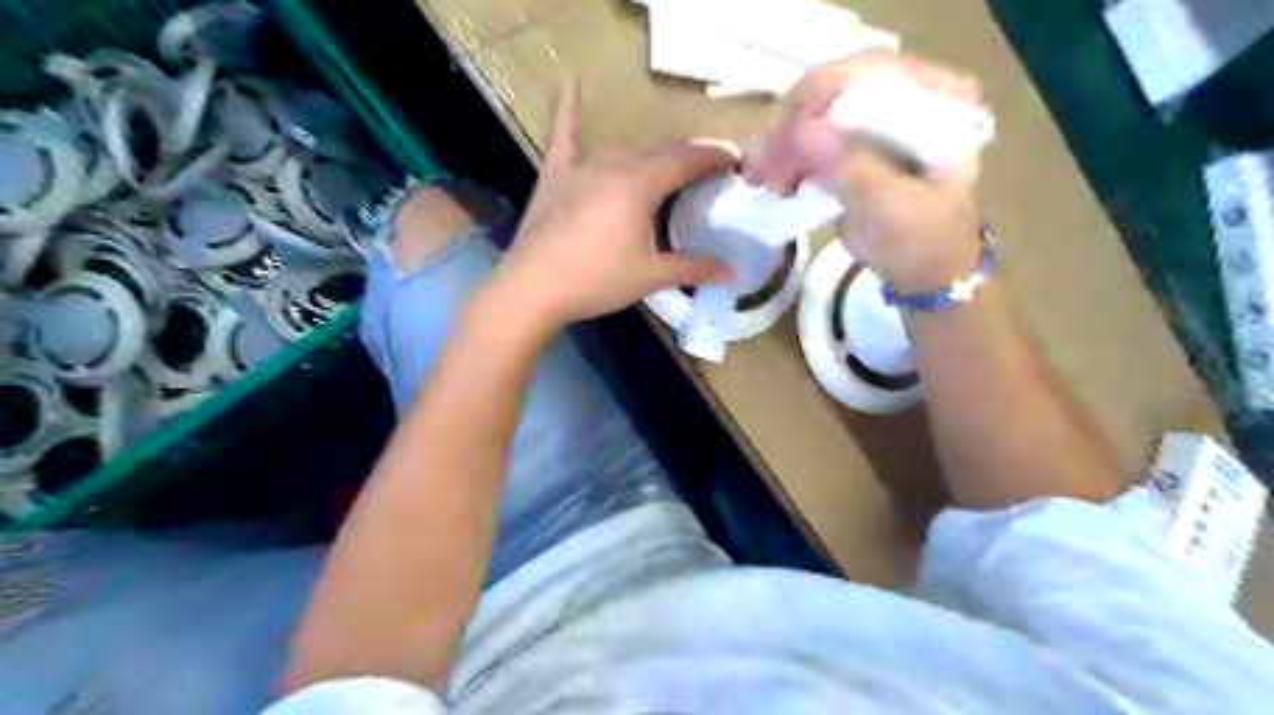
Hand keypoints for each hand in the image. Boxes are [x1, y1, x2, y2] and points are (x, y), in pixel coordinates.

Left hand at [493, 80, 742, 326]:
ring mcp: (581, 167)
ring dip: (648, 157)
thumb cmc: (597, 280)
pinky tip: (567, 81)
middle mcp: (614, 165)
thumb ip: (693, 268)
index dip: (713, 157)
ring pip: (623, 151)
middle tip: (706, 172)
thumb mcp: (650, 276)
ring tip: (664, 169)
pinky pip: (563, 136)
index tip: (734, 160)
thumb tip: (733, 272)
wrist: (533, 288)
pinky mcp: (554, 176)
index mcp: (641, 184)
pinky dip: (567, 110)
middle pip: (658, 152)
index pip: (687, 160)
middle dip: (687, 157)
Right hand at [748, 49, 984, 293]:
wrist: (926, 269)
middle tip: (758, 169)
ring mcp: (880, 112)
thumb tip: (801, 131)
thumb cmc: (919, 241)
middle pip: (834, 86)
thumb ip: (851, 167)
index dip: (814, 104)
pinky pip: (812, 129)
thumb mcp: (890, 209)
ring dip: (781, 141)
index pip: (867, 73)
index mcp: (939, 95)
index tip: (778, 149)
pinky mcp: (857, 135)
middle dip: (790, 125)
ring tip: (759, 178)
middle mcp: (909, 90)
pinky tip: (774, 176)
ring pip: (815, 107)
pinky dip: (787, 151)